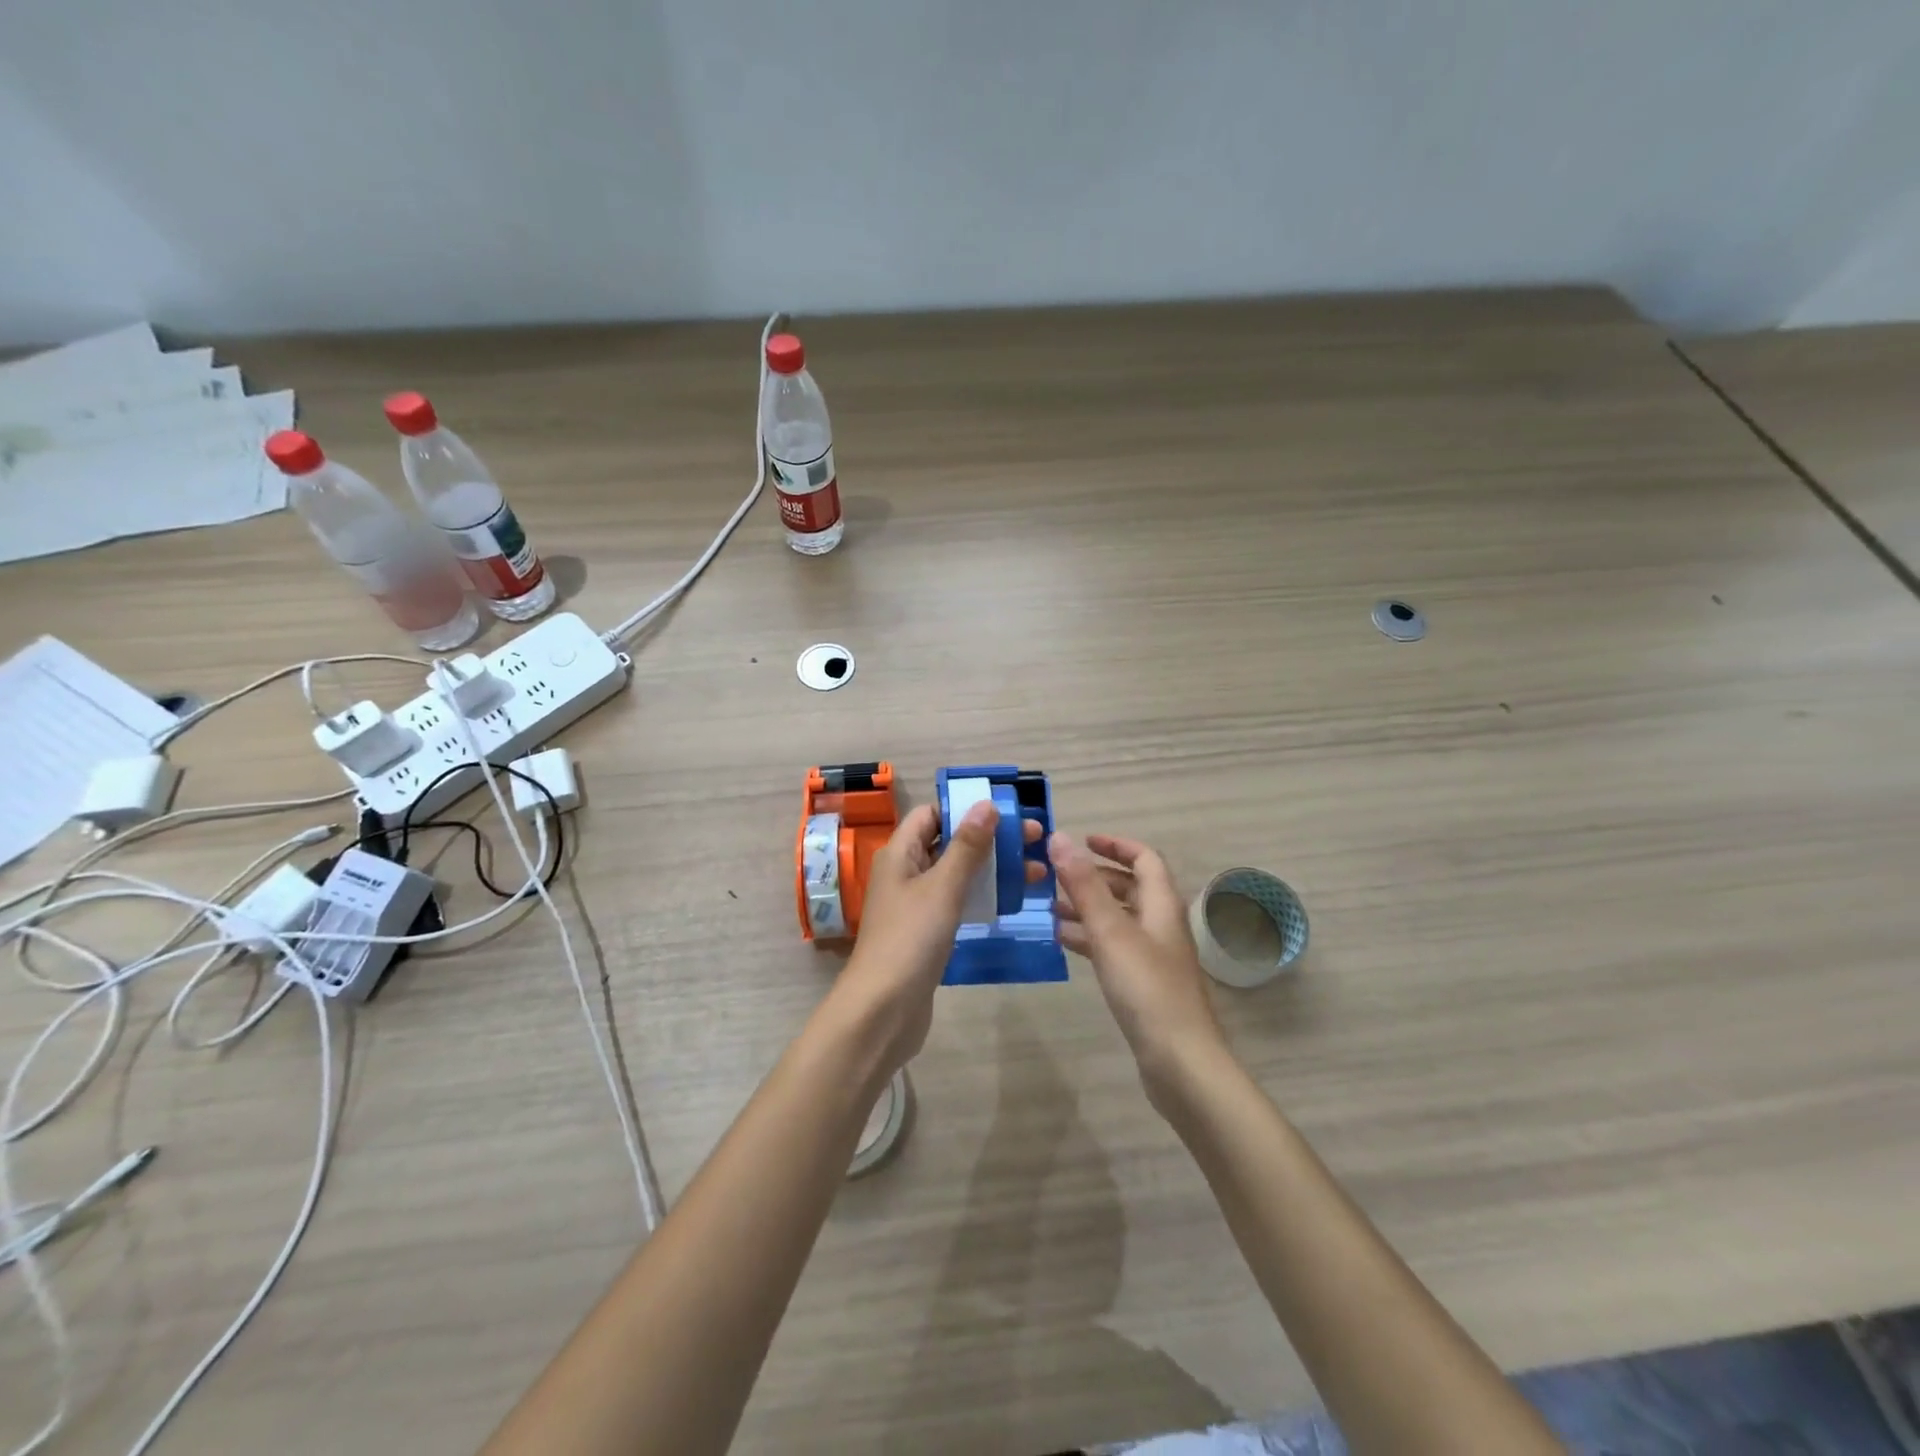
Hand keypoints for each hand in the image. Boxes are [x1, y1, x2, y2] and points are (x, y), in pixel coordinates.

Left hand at [827, 802, 1044, 1078]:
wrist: (883, 1011)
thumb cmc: (911, 939)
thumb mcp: (943, 887)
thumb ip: (967, 846)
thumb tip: (987, 804)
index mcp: (900, 853)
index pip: (932, 814)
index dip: (965, 808)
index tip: (1007, 810)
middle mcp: (905, 873)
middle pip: (949, 842)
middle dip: (990, 837)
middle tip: (1036, 838)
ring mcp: (915, 904)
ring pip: (957, 874)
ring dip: (992, 868)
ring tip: (1037, 870)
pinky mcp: (926, 932)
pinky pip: (957, 901)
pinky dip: (982, 895)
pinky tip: (1012, 901)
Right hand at [1049, 833, 1229, 1099]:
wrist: (1179, 1060)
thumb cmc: (1146, 987)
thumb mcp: (1110, 930)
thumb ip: (1084, 885)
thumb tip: (1060, 838)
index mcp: (1162, 904)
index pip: (1144, 858)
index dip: (1115, 845)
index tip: (1081, 841)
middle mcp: (1161, 924)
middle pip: (1130, 887)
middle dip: (1093, 877)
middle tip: (1055, 876)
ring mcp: (1153, 955)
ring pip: (1118, 918)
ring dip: (1087, 908)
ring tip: (1048, 907)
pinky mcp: (1143, 983)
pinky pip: (1113, 947)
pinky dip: (1089, 938)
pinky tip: (1061, 941)